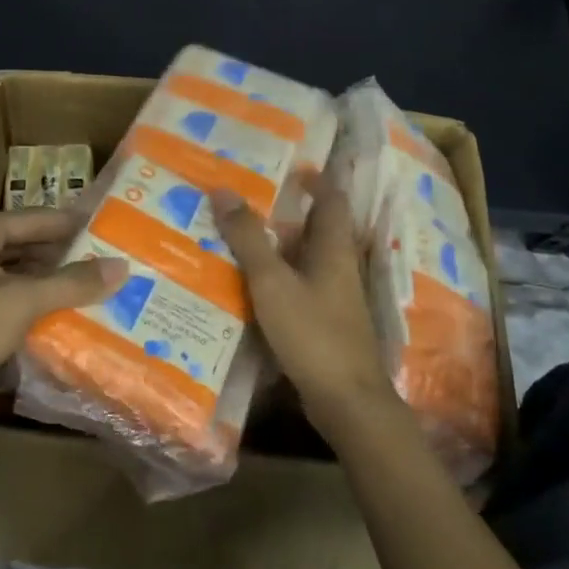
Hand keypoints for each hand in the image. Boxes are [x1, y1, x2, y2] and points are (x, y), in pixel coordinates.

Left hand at [0, 210, 127, 437]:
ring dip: (53, 284)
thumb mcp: (21, 302)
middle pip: (26, 246)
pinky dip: (36, 308)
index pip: (34, 218)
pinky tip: (70, 318)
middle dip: (67, 256)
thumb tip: (122, 267)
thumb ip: (72, 282)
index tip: (113, 227)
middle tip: (114, 260)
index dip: (73, 223)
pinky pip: (8, 304)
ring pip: (18, 277)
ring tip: (101, 288)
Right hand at [212, 178, 399, 444]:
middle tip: (247, 199)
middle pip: (317, 229)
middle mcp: (340, 268)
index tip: (286, 167)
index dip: (315, 180)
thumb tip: (223, 190)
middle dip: (287, 212)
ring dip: (278, 247)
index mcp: (334, 249)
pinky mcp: (325, 324)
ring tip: (238, 236)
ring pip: (306, 260)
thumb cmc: (313, 333)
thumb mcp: (272, 282)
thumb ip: (248, 238)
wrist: (346, 401)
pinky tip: (249, 285)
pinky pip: (299, 288)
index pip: (331, 200)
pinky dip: (277, 279)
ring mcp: (335, 298)